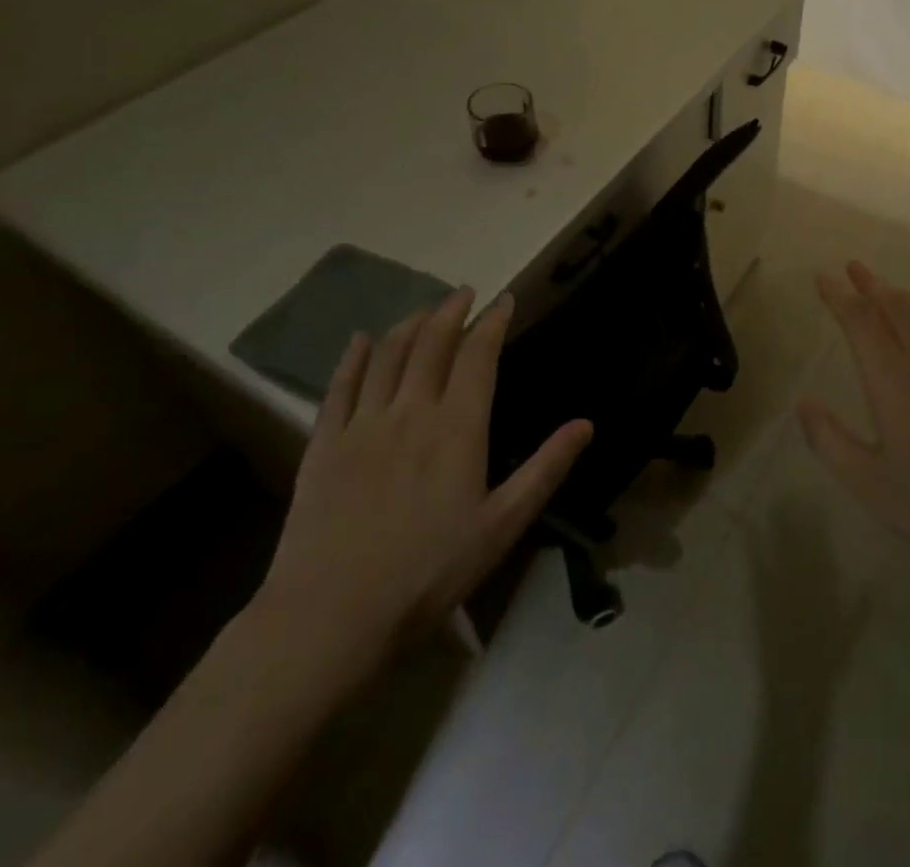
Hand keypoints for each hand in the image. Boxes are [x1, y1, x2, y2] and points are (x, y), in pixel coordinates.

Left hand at [255, 288, 591, 676]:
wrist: (330, 617)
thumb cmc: (428, 573)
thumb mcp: (502, 526)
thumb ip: (545, 469)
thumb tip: (586, 424)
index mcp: (458, 427)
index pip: (479, 356)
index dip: (492, 322)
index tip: (503, 300)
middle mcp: (411, 411)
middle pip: (431, 343)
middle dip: (450, 311)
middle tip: (464, 292)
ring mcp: (363, 424)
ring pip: (387, 355)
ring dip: (409, 325)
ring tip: (424, 311)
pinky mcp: (324, 444)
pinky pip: (340, 386)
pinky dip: (353, 357)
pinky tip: (361, 340)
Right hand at [797, 262, 909, 590]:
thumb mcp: (868, 484)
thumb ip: (829, 440)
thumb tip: (803, 403)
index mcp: (893, 380)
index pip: (861, 321)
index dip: (839, 296)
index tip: (823, 276)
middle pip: (895, 306)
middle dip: (871, 284)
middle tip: (854, 266)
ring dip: (902, 294)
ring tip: (887, 287)